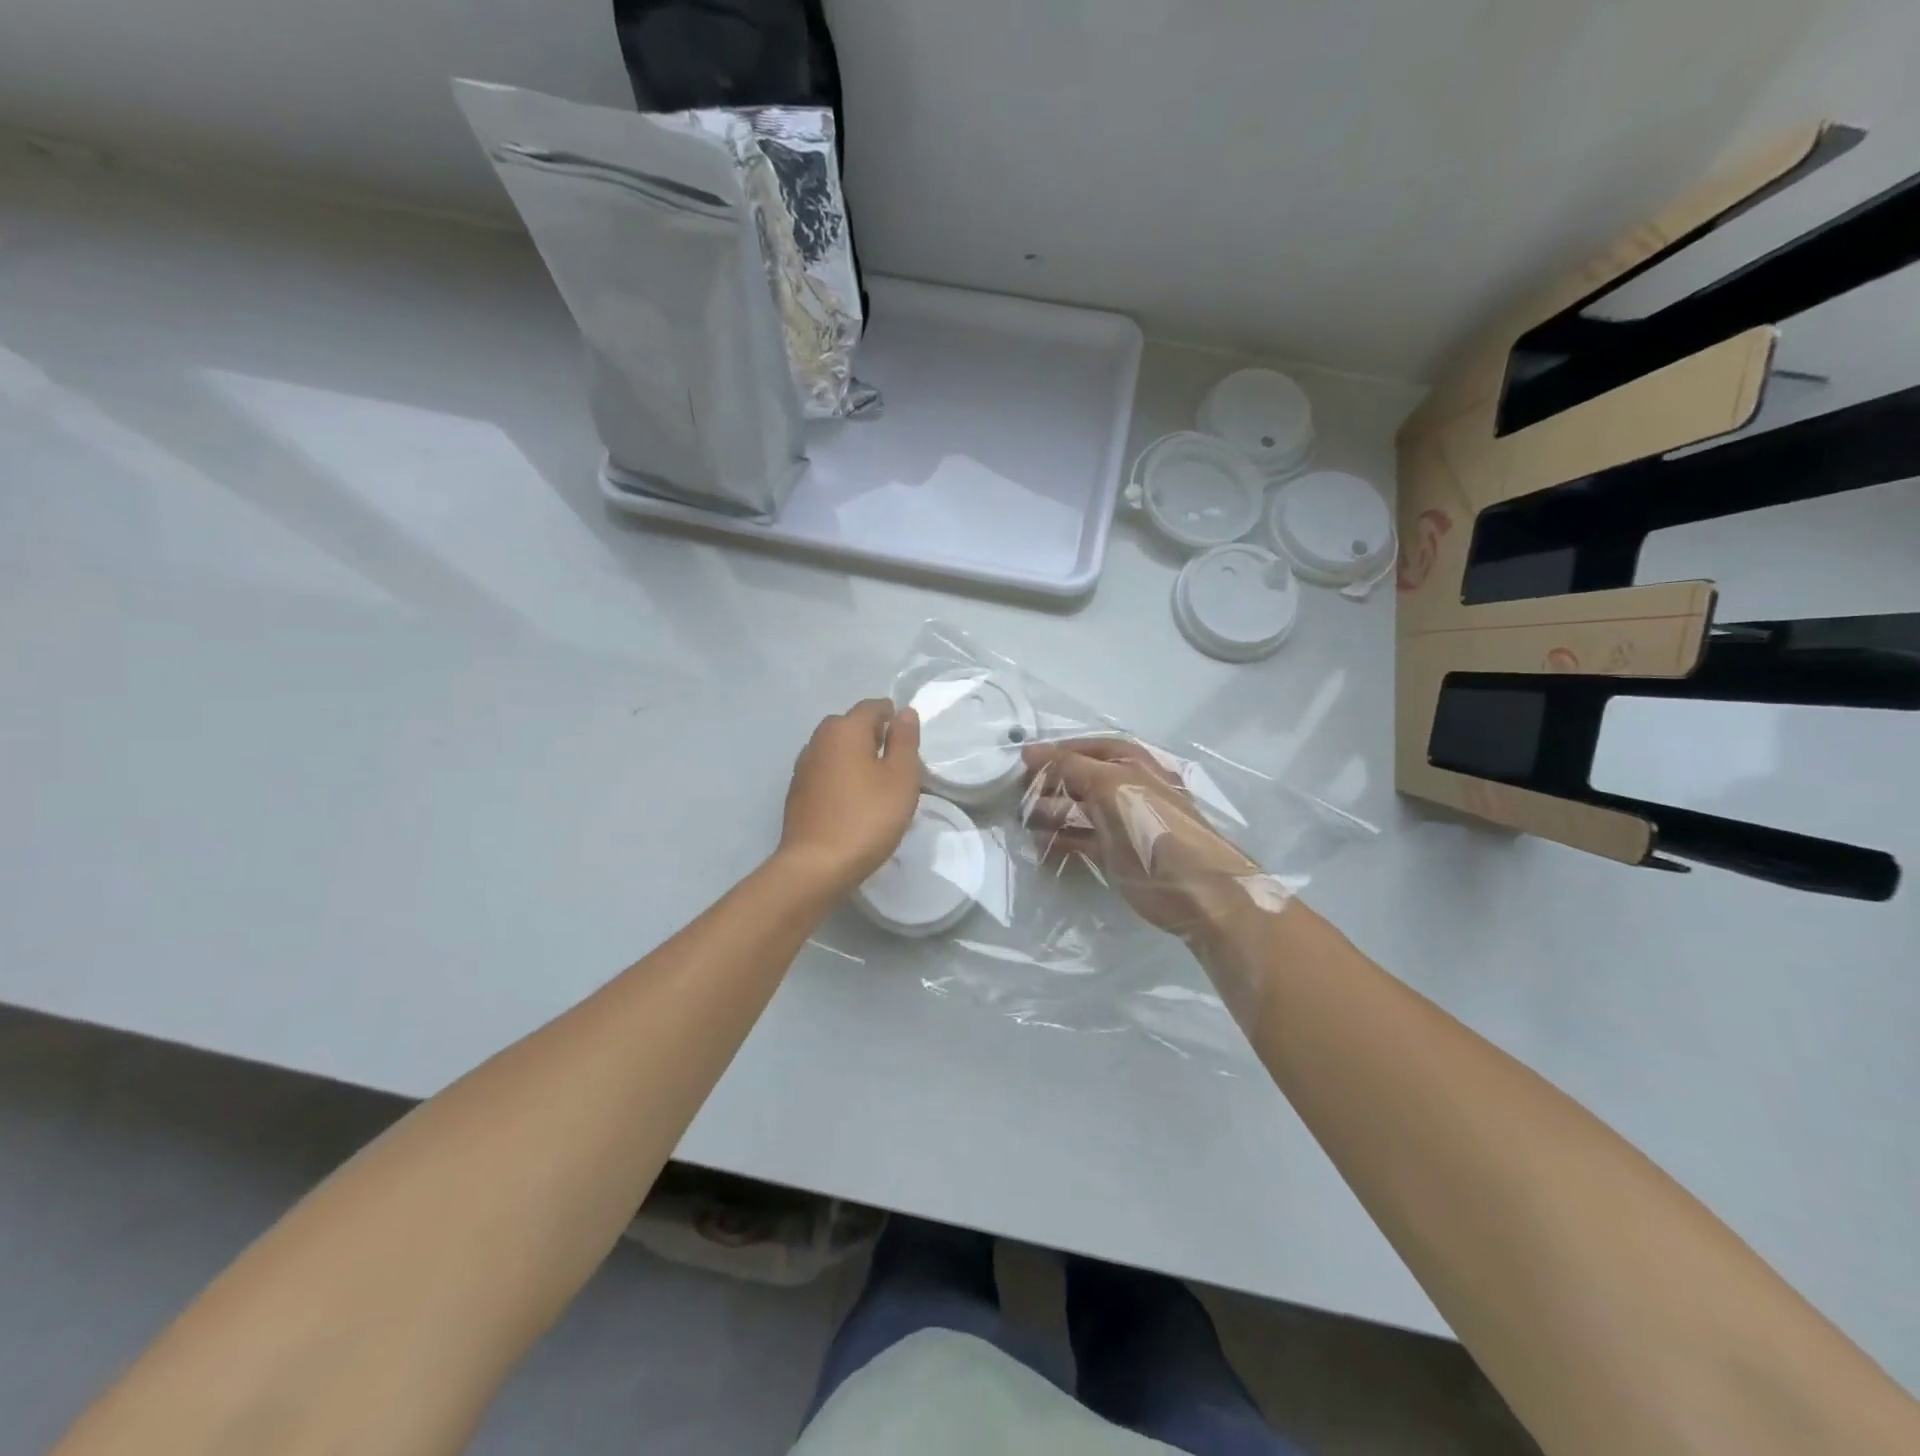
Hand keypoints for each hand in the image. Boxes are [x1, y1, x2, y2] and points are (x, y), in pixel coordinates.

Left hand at [778, 699, 922, 894]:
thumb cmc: (867, 818)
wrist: (816, 865)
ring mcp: (803, 766)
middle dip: (874, 737)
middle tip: (896, 766)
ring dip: (856, 758)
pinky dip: (841, 777)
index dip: (894, 718)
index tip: (909, 743)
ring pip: (836, 750)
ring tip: (876, 786)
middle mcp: (819, 739)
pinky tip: (852, 802)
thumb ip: (904, 740)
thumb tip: (904, 712)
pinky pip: (826, 772)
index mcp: (844, 729)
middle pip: (851, 725)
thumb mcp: (900, 778)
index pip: (873, 707)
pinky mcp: (797, 792)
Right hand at [1021, 737, 1260, 935]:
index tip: (1022, 759)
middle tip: (1018, 791)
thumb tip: (1032, 752)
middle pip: (1082, 778)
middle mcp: (1129, 789)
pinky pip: (1082, 840)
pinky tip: (1039, 845)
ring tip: (1022, 820)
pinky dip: (1061, 841)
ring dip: (1051, 812)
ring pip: (1080, 810)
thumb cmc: (1154, 826)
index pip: (1090, 749)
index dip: (1058, 751)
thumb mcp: (1113, 785)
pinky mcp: (1117, 854)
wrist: (1196, 889)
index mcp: (1135, 765)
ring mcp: (1123, 823)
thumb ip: (1072, 766)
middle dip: (1051, 783)